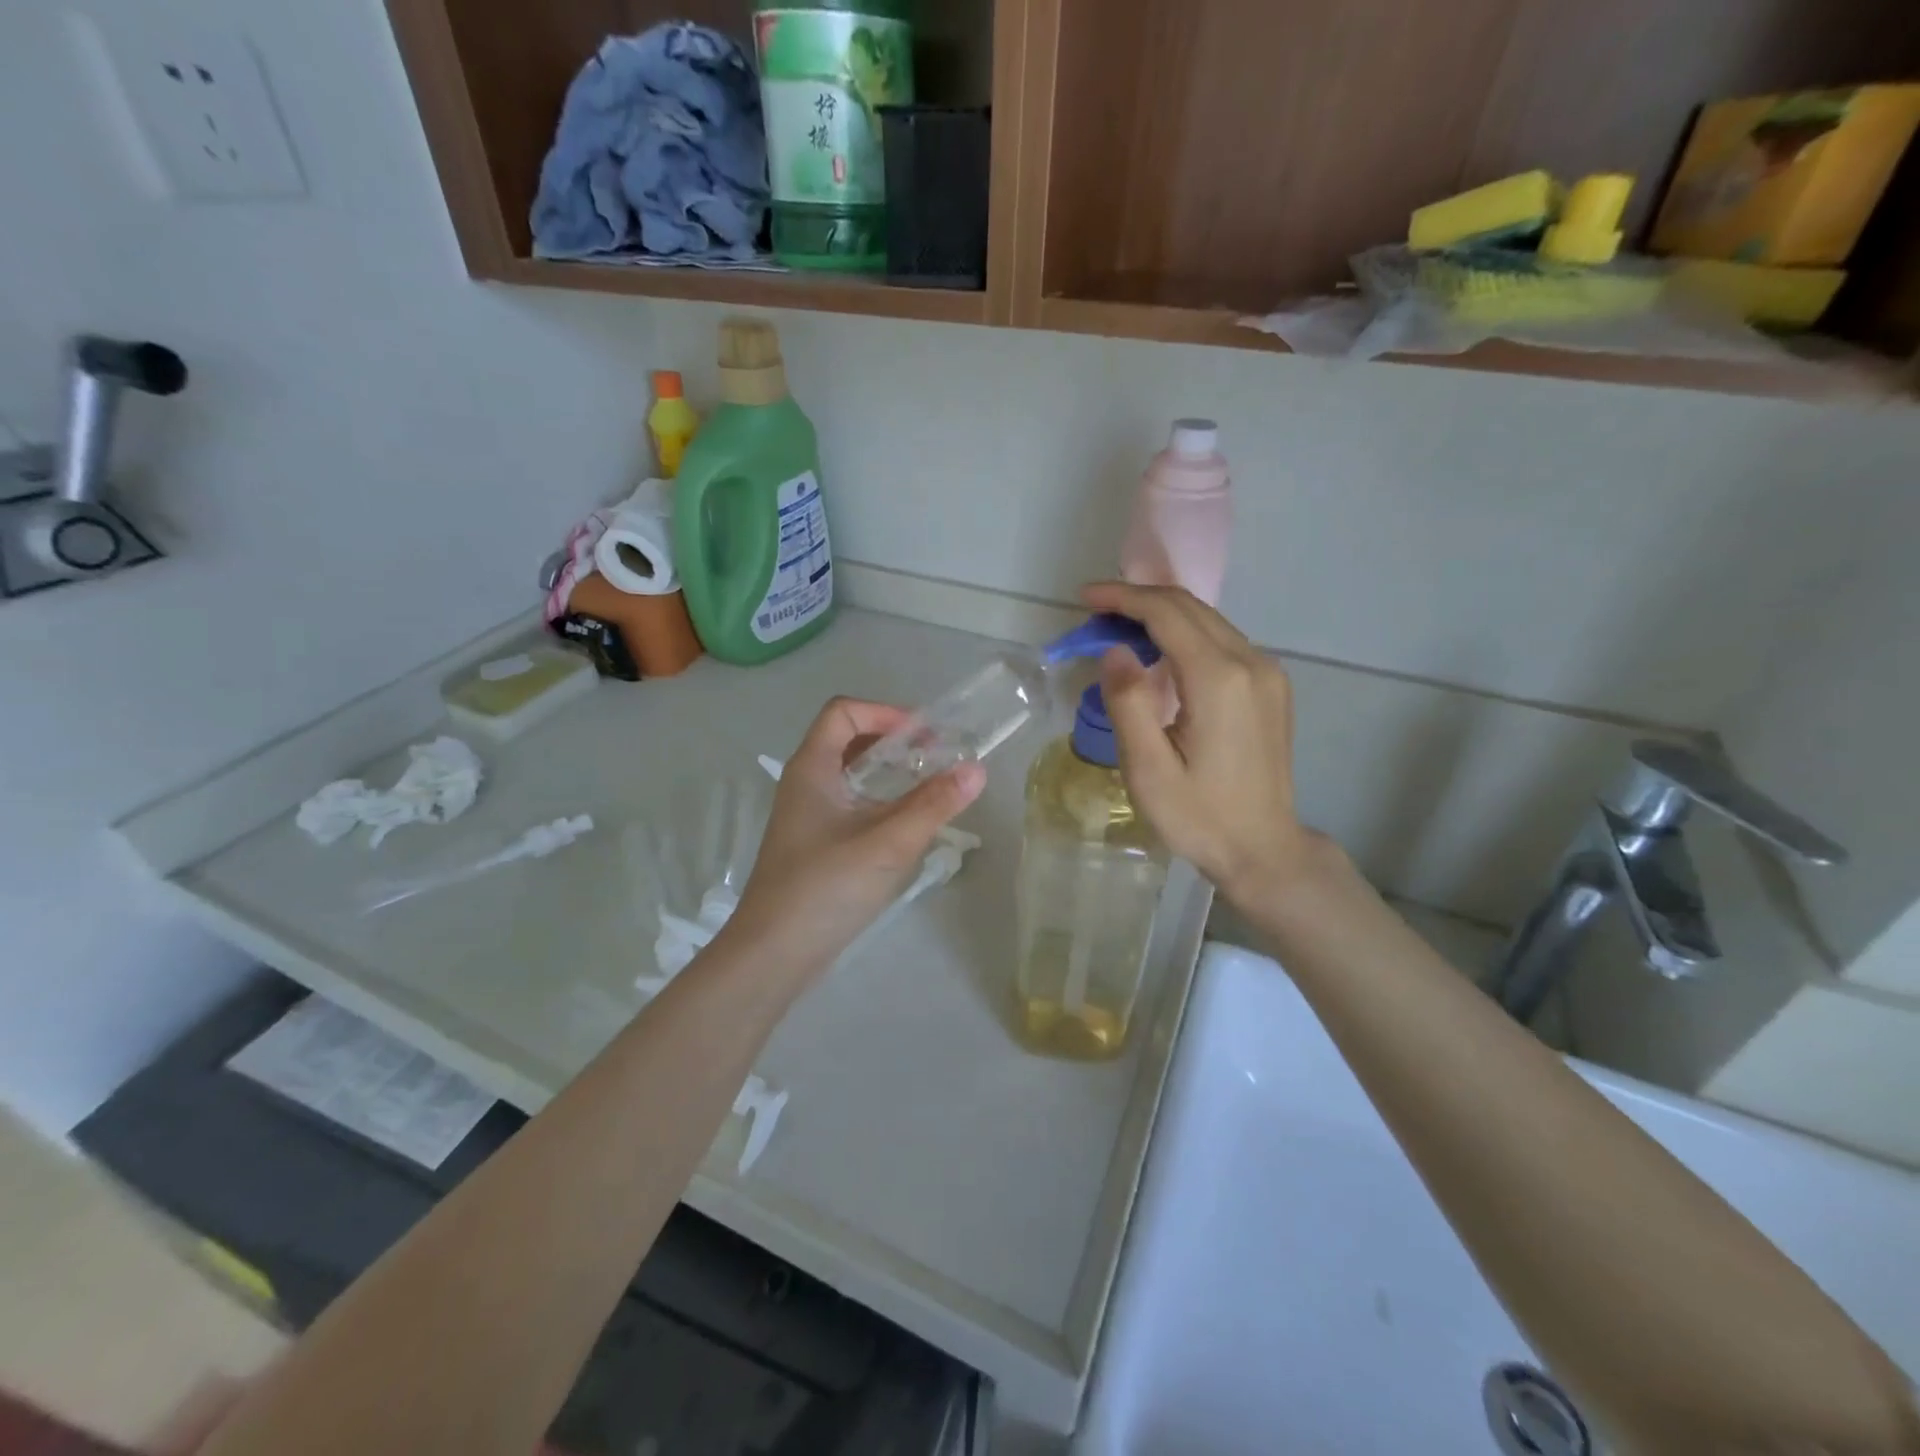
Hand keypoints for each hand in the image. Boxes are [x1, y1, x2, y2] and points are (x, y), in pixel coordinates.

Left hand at [729, 697, 985, 976]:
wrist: (774, 954)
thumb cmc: (826, 887)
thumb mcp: (888, 842)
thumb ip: (934, 804)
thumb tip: (977, 769)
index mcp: (811, 768)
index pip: (843, 712)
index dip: (884, 712)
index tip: (924, 735)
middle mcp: (804, 784)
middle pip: (848, 740)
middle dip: (893, 742)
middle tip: (936, 757)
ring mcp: (807, 817)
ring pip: (851, 777)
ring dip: (889, 774)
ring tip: (930, 787)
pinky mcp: (814, 845)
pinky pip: (850, 806)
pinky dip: (880, 803)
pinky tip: (907, 827)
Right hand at [1083, 582, 1327, 906]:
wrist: (1263, 849)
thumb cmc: (1199, 816)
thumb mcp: (1148, 769)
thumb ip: (1128, 703)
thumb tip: (1114, 650)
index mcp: (1219, 680)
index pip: (1167, 614)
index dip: (1123, 598)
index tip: (1085, 597)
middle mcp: (1251, 663)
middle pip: (1190, 608)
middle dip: (1139, 601)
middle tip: (1095, 613)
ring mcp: (1267, 673)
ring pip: (1208, 621)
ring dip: (1161, 616)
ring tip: (1118, 629)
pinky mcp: (1271, 686)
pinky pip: (1222, 640)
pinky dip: (1184, 634)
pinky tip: (1159, 653)